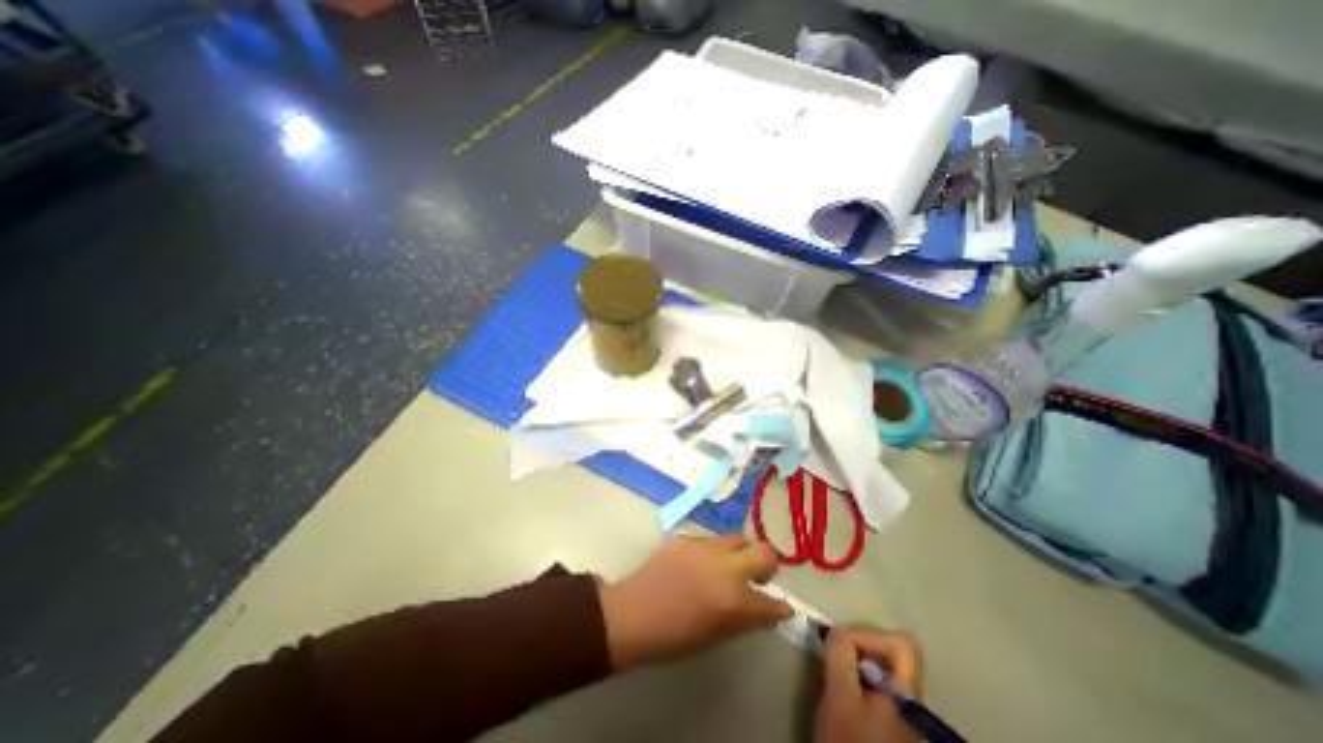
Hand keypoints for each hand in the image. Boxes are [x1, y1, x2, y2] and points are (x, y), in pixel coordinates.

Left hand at [601, 530, 795, 671]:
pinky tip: (700, 564)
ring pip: (736, 539)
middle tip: (755, 577)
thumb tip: (769, 609)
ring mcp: (706, 547)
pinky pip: (710, 540)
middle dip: (766, 564)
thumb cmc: (675, 636)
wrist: (634, 613)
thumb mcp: (717, 635)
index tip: (781, 607)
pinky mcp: (688, 537)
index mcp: (735, 600)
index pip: (771, 602)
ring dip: (738, 553)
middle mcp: (726, 567)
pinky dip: (713, 551)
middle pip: (763, 552)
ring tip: (726, 568)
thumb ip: (746, 618)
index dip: (779, 607)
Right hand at [818, 627, 921, 742]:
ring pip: (882, 669)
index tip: (843, 644)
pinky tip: (842, 694)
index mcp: (908, 694)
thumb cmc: (849, 741)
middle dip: (859, 647)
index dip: (871, 635)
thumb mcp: (839, 695)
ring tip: (834, 675)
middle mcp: (912, 700)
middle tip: (835, 657)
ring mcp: (904, 713)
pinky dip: (858, 679)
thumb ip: (840, 655)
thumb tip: (838, 629)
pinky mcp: (892, 722)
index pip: (902, 644)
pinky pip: (877, 685)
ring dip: (855, 663)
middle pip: (891, 654)